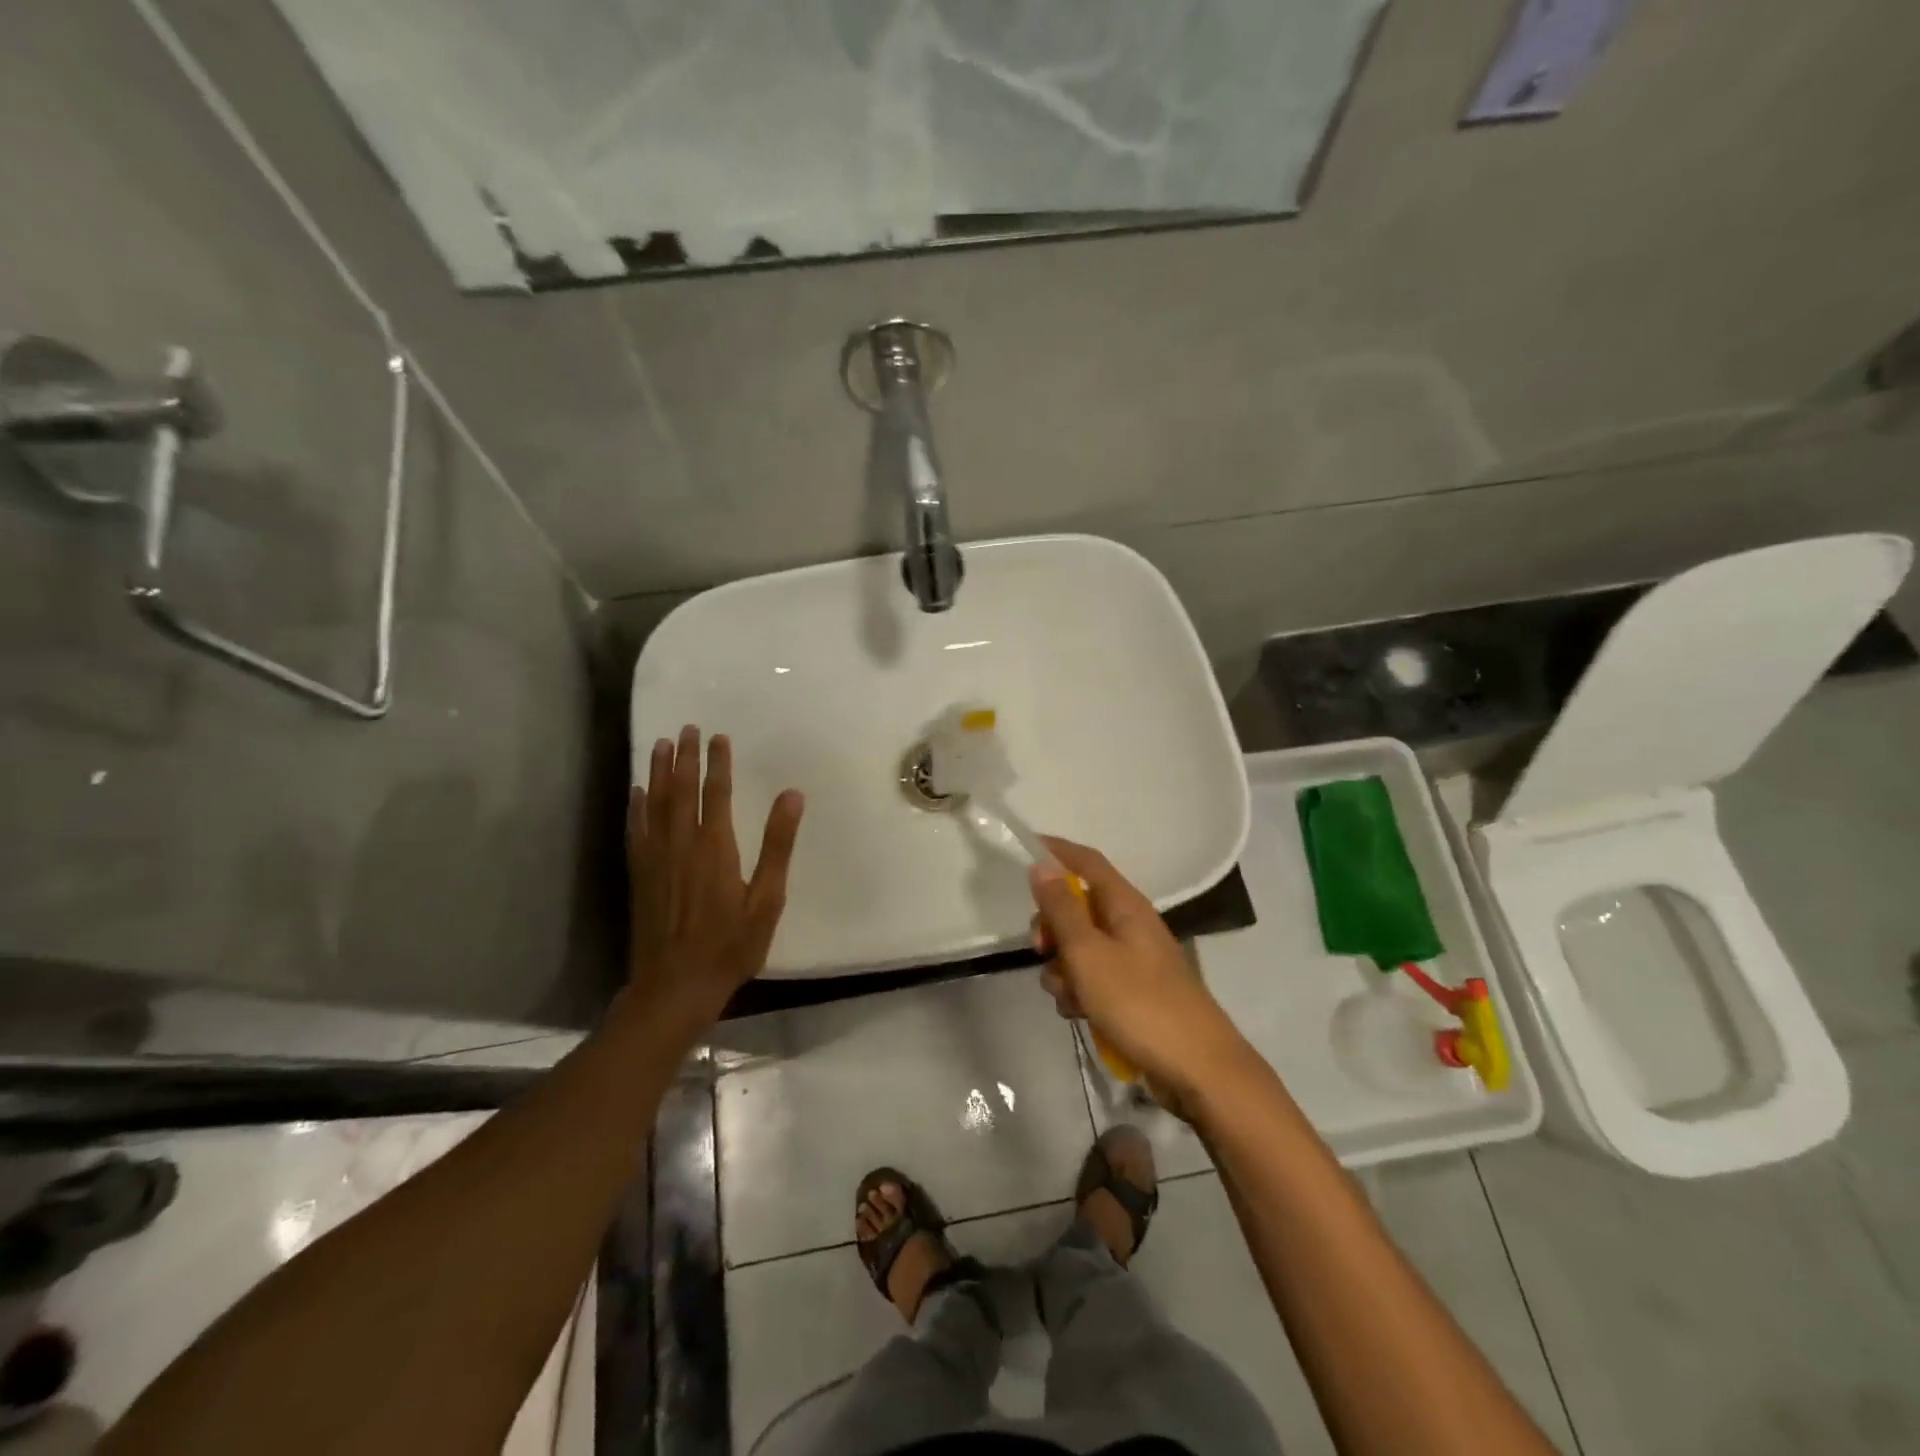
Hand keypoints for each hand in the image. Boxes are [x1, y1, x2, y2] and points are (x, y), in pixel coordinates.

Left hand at [628, 726, 804, 1028]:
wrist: (674, 986)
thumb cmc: (730, 945)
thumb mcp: (767, 899)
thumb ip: (778, 845)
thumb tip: (792, 796)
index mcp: (715, 846)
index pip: (717, 792)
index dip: (718, 762)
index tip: (718, 736)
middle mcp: (681, 843)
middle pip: (681, 789)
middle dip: (685, 757)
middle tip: (686, 728)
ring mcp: (655, 858)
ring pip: (655, 803)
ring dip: (658, 771)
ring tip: (659, 744)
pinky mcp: (639, 874)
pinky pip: (636, 829)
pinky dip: (636, 806)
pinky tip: (637, 791)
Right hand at [1029, 839, 1248, 1115]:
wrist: (1198, 1070)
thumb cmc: (1140, 1004)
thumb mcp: (1089, 954)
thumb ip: (1062, 909)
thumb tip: (1042, 865)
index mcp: (1126, 905)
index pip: (1088, 861)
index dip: (1057, 850)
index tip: (1025, 849)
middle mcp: (1129, 926)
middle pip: (1077, 907)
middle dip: (1051, 927)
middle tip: (1040, 948)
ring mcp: (1132, 961)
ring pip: (1079, 948)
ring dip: (1062, 968)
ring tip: (1069, 997)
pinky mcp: (1131, 993)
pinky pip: (1092, 979)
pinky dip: (1079, 992)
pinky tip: (1079, 1015)